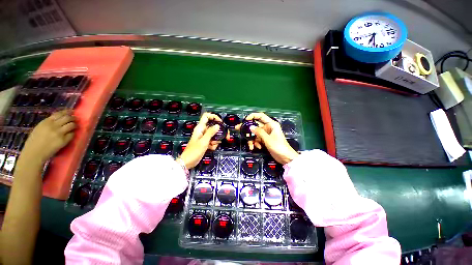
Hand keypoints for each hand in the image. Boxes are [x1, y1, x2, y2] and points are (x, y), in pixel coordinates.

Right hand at [22, 110, 75, 163]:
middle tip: (75, 119)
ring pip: (71, 125)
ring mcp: (59, 133)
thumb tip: (59, 119)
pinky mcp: (63, 140)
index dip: (67, 112)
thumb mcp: (39, 128)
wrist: (34, 153)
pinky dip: (72, 133)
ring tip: (75, 126)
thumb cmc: (34, 141)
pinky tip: (71, 134)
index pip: (59, 114)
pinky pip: (72, 134)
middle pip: (67, 118)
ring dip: (74, 125)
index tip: (72, 111)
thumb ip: (48, 123)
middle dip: (73, 118)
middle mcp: (53, 126)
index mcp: (46, 122)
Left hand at [180, 112, 228, 168]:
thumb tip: (217, 125)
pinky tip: (211, 148)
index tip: (220, 122)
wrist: (188, 162)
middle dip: (219, 131)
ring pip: (214, 134)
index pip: (207, 116)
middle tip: (226, 136)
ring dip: (216, 140)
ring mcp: (204, 137)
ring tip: (213, 145)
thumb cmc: (194, 151)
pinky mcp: (205, 142)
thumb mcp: (204, 141)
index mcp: (200, 128)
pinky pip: (212, 140)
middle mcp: (202, 131)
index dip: (214, 117)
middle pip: (213, 126)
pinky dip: (213, 144)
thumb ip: (211, 132)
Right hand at [237, 112, 297, 164]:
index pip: (261, 116)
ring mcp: (266, 134)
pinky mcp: (265, 140)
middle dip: (248, 129)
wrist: (285, 157)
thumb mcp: (268, 139)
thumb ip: (259, 132)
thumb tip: (250, 127)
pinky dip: (256, 143)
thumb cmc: (279, 146)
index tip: (245, 120)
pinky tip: (257, 147)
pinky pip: (257, 139)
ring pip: (255, 134)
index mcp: (271, 124)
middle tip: (238, 129)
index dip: (252, 116)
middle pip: (255, 125)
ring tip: (251, 146)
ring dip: (252, 139)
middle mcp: (268, 128)